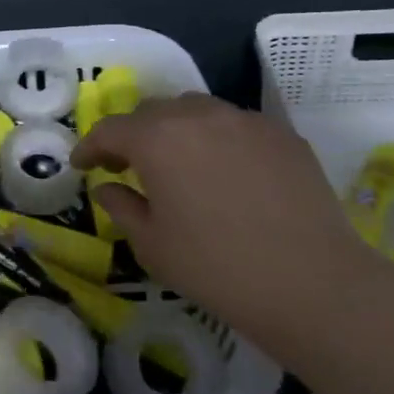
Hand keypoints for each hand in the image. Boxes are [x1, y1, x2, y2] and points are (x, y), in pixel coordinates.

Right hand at [71, 94, 378, 340]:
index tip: (81, 165)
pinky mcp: (282, 135)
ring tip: (178, 163)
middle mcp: (199, 116)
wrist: (312, 283)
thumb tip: (108, 187)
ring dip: (176, 130)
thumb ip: (121, 207)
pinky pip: (236, 125)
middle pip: (153, 111)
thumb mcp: (152, 245)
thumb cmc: (216, 267)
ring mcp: (245, 121)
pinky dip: (217, 139)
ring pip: (196, 110)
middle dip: (133, 134)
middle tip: (127, 166)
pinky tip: (225, 173)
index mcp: (157, 139)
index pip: (110, 129)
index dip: (90, 146)